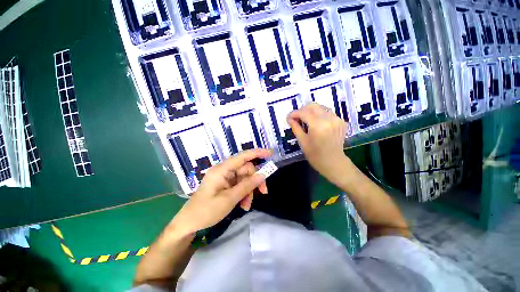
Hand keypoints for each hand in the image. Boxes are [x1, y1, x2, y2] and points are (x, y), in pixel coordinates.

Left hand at [170, 149, 272, 234]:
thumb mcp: (229, 199)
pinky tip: (243, 205)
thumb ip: (247, 186)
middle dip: (255, 181)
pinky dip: (244, 193)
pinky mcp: (225, 184)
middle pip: (246, 169)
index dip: (257, 153)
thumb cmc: (206, 211)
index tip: (271, 153)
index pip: (243, 156)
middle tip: (263, 193)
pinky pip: (240, 184)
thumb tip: (262, 175)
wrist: (189, 223)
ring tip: (247, 205)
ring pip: (244, 178)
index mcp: (222, 169)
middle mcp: (224, 170)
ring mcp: (225, 177)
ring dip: (249, 190)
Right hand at [287, 103, 349, 184]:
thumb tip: (289, 118)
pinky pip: (327, 113)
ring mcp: (337, 119)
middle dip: (302, 110)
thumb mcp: (302, 142)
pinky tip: (316, 123)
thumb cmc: (315, 155)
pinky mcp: (341, 121)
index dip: (294, 113)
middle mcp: (329, 119)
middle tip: (296, 118)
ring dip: (311, 112)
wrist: (333, 163)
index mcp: (318, 125)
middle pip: (313, 106)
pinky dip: (319, 115)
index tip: (288, 117)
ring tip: (305, 120)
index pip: (303, 112)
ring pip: (321, 107)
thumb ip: (295, 127)